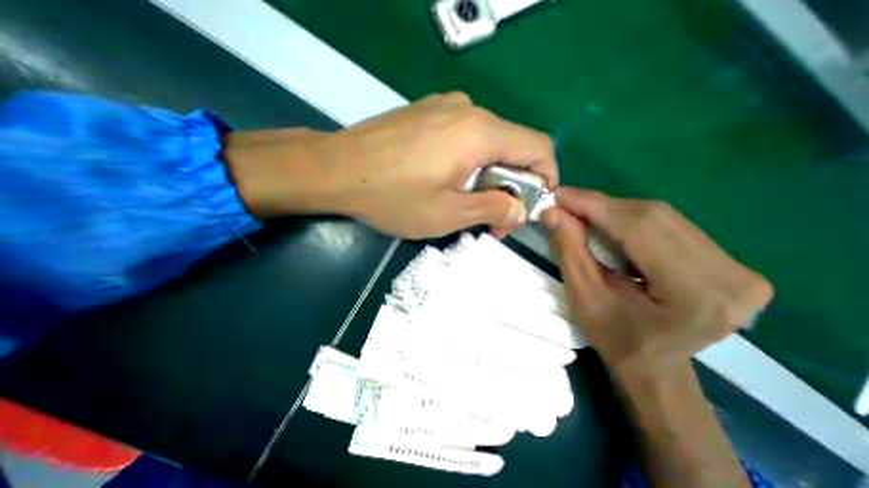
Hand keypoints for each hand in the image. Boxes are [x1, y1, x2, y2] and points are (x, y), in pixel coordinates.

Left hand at [225, 91, 556, 239]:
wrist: (335, 169)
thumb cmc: (392, 196)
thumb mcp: (448, 214)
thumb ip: (492, 208)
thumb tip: (521, 209)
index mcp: (480, 133)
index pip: (538, 147)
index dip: (547, 177)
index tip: (533, 205)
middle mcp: (468, 110)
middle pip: (512, 147)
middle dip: (511, 186)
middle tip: (494, 220)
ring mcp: (444, 108)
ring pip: (486, 144)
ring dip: (487, 177)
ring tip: (467, 205)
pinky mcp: (426, 113)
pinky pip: (463, 137)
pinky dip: (468, 163)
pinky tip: (447, 182)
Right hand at [540, 188, 773, 374]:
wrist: (653, 365)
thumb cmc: (613, 338)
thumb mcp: (583, 297)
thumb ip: (570, 250)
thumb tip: (553, 211)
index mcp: (696, 295)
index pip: (639, 228)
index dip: (594, 205)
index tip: (560, 194)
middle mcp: (732, 276)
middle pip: (653, 217)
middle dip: (601, 206)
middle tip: (565, 204)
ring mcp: (739, 267)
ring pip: (661, 216)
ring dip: (613, 212)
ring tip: (581, 214)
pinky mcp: (729, 262)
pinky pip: (669, 225)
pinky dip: (630, 220)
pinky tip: (608, 225)